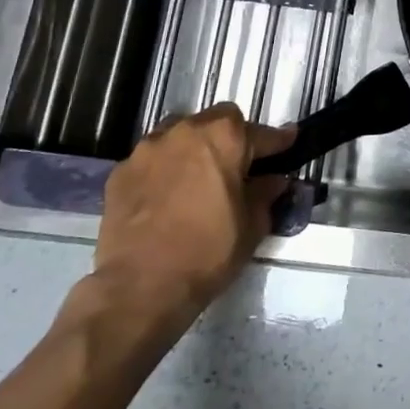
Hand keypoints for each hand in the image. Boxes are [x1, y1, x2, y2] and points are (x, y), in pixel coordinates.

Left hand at [90, 104, 294, 326]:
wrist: (140, 286)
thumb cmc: (208, 251)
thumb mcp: (252, 225)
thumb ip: (266, 194)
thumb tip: (274, 180)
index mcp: (224, 137)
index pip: (262, 133)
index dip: (278, 142)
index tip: (289, 143)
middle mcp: (185, 131)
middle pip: (217, 121)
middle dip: (232, 137)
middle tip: (238, 166)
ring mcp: (148, 149)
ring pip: (180, 134)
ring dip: (194, 148)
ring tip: (199, 177)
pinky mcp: (120, 172)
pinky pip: (152, 160)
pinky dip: (164, 170)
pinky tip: (167, 196)